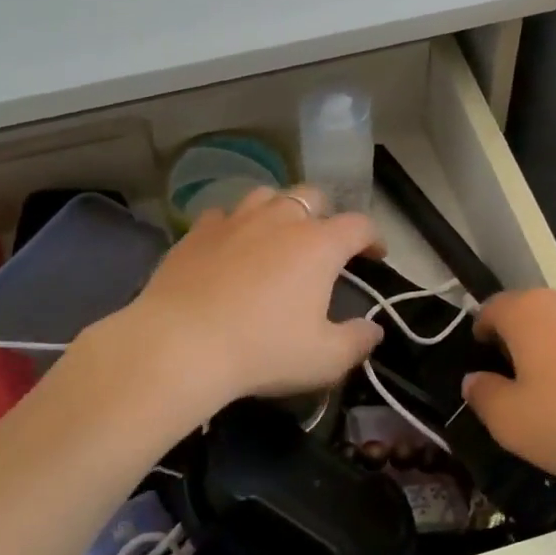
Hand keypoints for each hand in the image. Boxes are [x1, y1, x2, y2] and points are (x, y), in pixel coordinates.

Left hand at [111, 185, 384, 413]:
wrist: (180, 346)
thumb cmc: (263, 351)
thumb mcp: (324, 359)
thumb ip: (357, 342)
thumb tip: (373, 330)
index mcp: (318, 245)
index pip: (359, 225)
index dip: (373, 238)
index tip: (376, 256)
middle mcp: (280, 220)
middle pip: (312, 196)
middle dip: (327, 213)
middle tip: (325, 243)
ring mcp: (235, 221)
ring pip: (266, 195)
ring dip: (280, 209)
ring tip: (279, 234)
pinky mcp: (196, 232)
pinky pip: (223, 215)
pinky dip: (236, 225)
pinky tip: (231, 246)